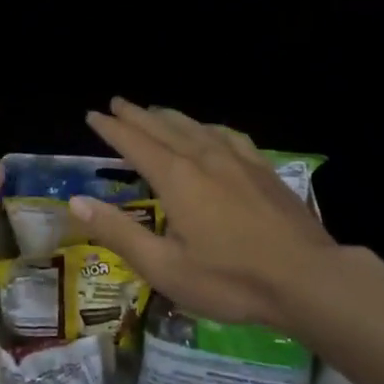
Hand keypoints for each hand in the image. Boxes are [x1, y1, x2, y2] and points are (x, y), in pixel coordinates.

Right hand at [72, 98, 383, 333]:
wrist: (309, 280)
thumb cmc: (230, 280)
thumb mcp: (165, 267)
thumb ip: (118, 232)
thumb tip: (75, 202)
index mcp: (175, 178)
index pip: (134, 143)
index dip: (111, 128)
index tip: (93, 114)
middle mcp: (202, 157)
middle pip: (162, 127)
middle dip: (136, 114)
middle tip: (117, 102)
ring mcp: (237, 160)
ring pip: (195, 126)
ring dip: (169, 116)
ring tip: (154, 110)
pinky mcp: (263, 169)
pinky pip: (227, 135)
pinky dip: (208, 126)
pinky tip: (210, 131)